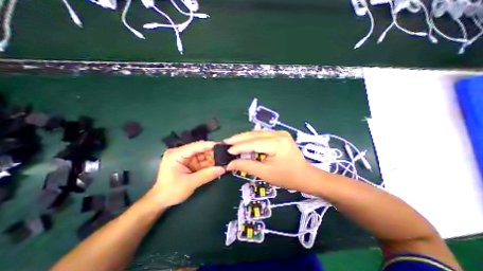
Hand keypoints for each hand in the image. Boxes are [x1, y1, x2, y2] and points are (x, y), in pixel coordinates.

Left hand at [145, 142, 226, 207]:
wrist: (161, 201)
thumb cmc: (171, 191)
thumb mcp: (190, 183)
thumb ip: (207, 175)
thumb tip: (223, 169)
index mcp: (177, 154)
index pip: (196, 146)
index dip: (210, 145)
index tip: (223, 146)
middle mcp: (181, 153)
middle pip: (200, 150)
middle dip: (213, 153)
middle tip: (225, 156)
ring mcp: (186, 158)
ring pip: (203, 155)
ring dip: (212, 159)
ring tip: (224, 161)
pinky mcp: (189, 163)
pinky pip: (202, 161)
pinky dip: (209, 164)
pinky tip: (217, 166)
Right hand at [225, 131, 319, 191]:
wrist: (305, 175)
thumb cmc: (287, 177)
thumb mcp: (265, 173)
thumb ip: (246, 166)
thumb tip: (230, 164)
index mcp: (277, 143)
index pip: (253, 143)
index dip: (239, 146)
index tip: (227, 150)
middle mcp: (279, 134)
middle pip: (254, 135)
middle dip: (239, 138)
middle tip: (226, 142)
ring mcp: (280, 133)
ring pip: (257, 133)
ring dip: (244, 137)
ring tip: (232, 142)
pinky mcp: (279, 135)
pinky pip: (262, 135)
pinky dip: (252, 138)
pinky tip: (244, 141)